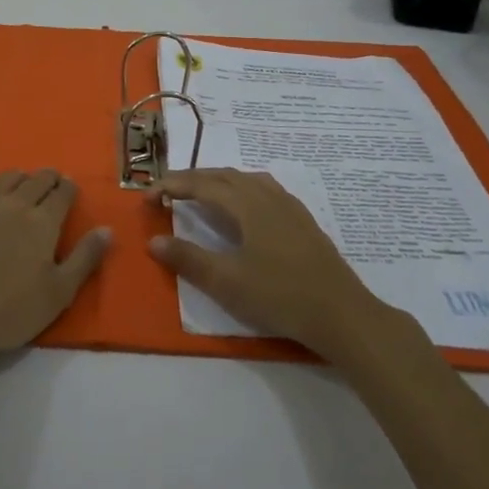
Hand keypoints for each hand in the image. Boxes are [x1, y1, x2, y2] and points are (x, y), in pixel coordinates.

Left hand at [0, 168, 112, 358]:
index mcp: (43, 221)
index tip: (72, 187)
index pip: (62, 193)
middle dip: (49, 177)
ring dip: (22, 178)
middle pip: (36, 180)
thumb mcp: (60, 291)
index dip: (69, 187)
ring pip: (8, 178)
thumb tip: (107, 229)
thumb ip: (85, 257)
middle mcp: (16, 205)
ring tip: (25, 185)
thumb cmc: (13, 309)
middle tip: (53, 182)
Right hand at [147, 167, 397, 360]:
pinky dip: (241, 189)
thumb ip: (189, 259)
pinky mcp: (302, 220)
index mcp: (246, 204)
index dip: (171, 186)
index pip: (201, 184)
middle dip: (192, 179)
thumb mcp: (227, 282)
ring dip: (218, 181)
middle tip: (168, 192)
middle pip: (224, 175)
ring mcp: (289, 206)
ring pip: (246, 180)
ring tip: (201, 194)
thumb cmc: (280, 296)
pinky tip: (244, 208)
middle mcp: (267, 195)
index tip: (147, 197)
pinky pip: (264, 189)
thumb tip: (154, 241)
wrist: (341, 313)